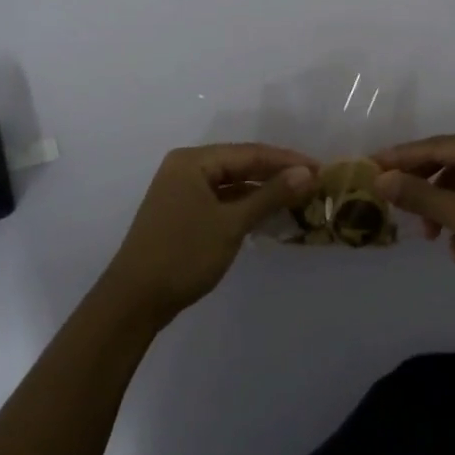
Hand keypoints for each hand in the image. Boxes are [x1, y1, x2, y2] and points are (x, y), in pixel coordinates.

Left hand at [100, 144, 315, 325]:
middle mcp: (185, 168)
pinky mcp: (182, 213)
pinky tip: (268, 214)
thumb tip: (306, 173)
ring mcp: (181, 191)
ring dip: (262, 191)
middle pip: (240, 164)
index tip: (321, 169)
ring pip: (231, 184)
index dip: (287, 160)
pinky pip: (221, 200)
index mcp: (193, 161)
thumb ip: (269, 195)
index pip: (250, 152)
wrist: (134, 301)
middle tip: (314, 183)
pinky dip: (245, 205)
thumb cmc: (183, 254)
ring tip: (298, 197)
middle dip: (276, 174)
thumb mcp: (231, 223)